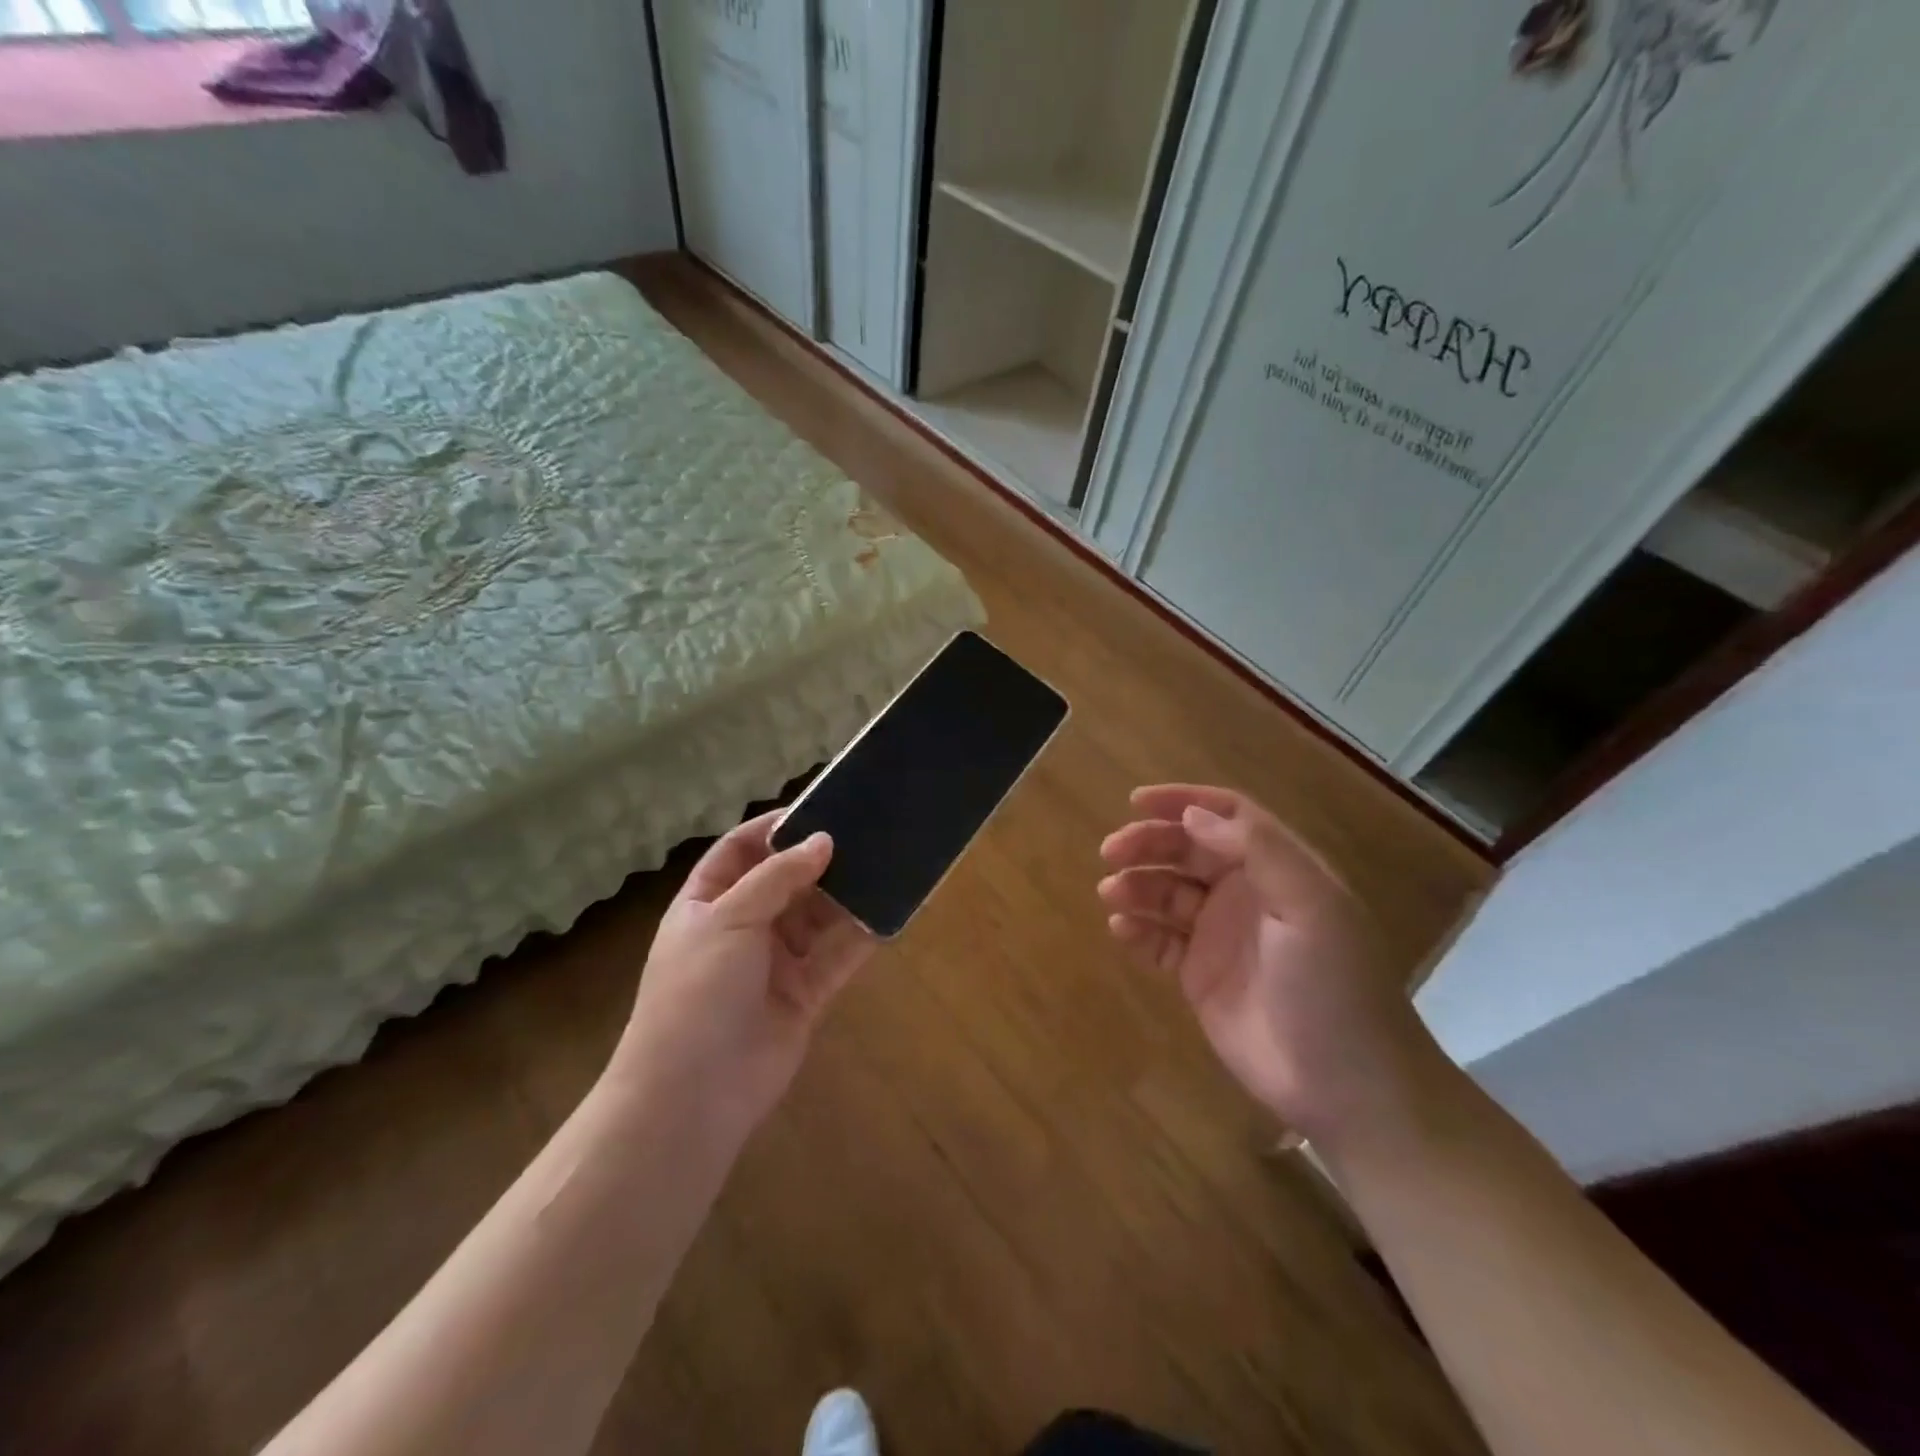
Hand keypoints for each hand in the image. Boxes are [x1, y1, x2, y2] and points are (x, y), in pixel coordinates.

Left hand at [610, 810, 876, 1138]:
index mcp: (709, 903)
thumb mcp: (728, 919)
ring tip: (886, 862)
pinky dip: (862, 935)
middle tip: (866, 831)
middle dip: (820, 859)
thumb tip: (823, 840)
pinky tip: (890, 911)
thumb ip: (777, 877)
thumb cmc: (697, 992)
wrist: (693, 1094)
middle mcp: (743, 927)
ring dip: (846, 894)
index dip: (773, 828)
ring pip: (818, 917)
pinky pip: (839, 956)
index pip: (740, 850)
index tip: (818, 808)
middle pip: (786, 881)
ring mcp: (776, 962)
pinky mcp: (807, 993)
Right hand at [1099, 785, 1443, 1150]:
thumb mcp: (1310, 907)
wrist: (1346, 1087)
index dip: (1183, 801)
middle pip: (1187, 850)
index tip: (1136, 802)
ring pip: (1167, 892)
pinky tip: (1123, 930)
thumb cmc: (1334, 987)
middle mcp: (1246, 894)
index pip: (1227, 816)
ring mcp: (1220, 935)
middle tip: (1110, 852)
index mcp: (1278, 870)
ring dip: (1137, 885)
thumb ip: (1257, 852)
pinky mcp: (1200, 975)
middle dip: (1147, 844)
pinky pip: (1160, 941)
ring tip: (1112, 894)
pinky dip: (1138, 930)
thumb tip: (1193, 816)